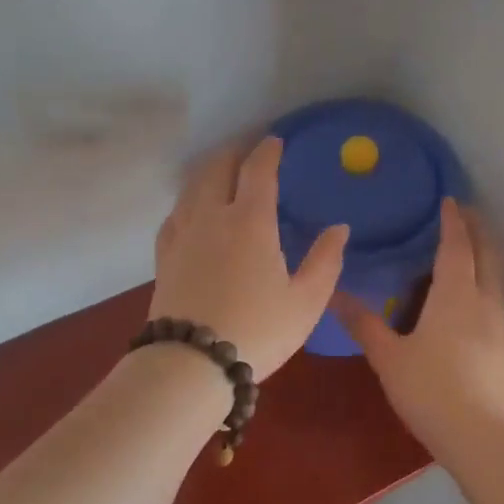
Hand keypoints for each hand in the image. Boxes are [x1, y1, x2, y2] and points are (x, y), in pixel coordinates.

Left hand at [150, 136, 348, 378]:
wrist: (192, 362)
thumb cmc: (258, 331)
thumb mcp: (306, 302)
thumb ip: (325, 261)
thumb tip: (339, 228)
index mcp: (250, 221)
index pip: (257, 169)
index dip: (268, 150)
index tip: (275, 140)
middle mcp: (211, 216)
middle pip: (217, 167)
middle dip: (234, 152)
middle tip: (248, 150)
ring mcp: (182, 234)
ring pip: (191, 186)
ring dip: (209, 171)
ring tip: (222, 173)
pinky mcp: (164, 255)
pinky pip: (175, 214)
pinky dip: (188, 201)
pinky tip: (192, 211)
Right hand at [333, 200, 503, 454]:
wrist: (486, 438)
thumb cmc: (432, 390)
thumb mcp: (389, 358)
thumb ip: (364, 325)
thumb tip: (334, 294)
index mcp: (456, 294)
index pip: (456, 245)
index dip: (453, 221)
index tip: (450, 200)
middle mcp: (485, 301)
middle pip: (487, 255)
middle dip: (477, 230)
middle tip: (464, 214)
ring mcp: (501, 325)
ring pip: (496, 278)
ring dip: (484, 257)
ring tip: (467, 251)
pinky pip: (497, 300)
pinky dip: (485, 283)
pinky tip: (471, 300)